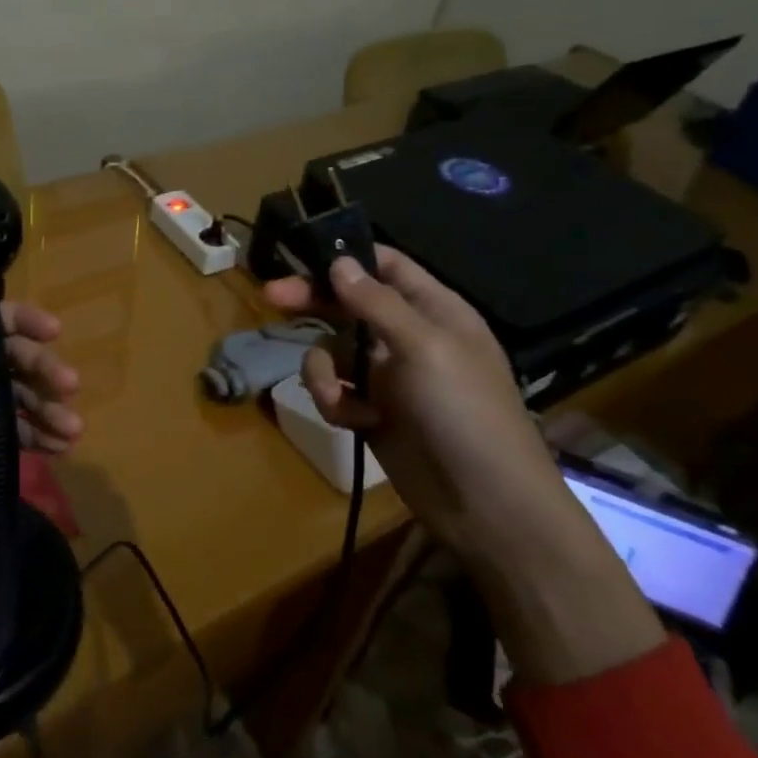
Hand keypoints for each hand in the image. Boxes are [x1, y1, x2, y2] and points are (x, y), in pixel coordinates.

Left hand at [0, 266, 82, 584]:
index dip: (21, 323)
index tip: (55, 333)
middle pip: (8, 359)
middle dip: (43, 371)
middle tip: (71, 389)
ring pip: (17, 397)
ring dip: (49, 408)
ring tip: (74, 432)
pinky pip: (16, 431)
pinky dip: (40, 435)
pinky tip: (62, 449)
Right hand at [263, 247, 562, 555]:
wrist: (485, 504)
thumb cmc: (464, 411)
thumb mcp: (424, 347)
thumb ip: (377, 303)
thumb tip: (339, 262)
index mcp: (432, 310)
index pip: (386, 266)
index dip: (348, 256)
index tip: (304, 254)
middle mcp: (406, 336)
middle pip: (347, 304)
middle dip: (312, 303)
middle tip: (271, 296)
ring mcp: (387, 376)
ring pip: (332, 351)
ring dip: (323, 370)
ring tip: (335, 396)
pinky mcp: (371, 412)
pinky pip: (335, 390)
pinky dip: (335, 402)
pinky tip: (356, 422)